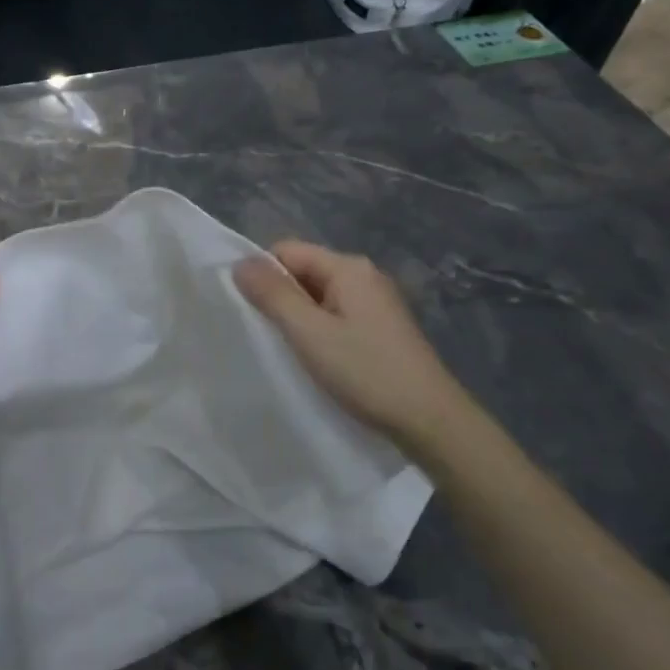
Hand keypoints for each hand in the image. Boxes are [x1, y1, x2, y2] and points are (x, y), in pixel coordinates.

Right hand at [233, 241, 460, 446]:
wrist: (430, 419)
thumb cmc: (366, 371)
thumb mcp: (310, 333)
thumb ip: (273, 295)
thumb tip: (240, 263)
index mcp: (348, 267)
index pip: (287, 251)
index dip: (263, 274)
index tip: (250, 311)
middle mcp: (364, 276)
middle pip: (304, 271)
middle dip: (280, 296)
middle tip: (266, 334)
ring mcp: (376, 302)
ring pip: (319, 296)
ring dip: (299, 317)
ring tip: (289, 349)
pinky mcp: (381, 327)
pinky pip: (336, 315)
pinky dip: (319, 330)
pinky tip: (317, 358)